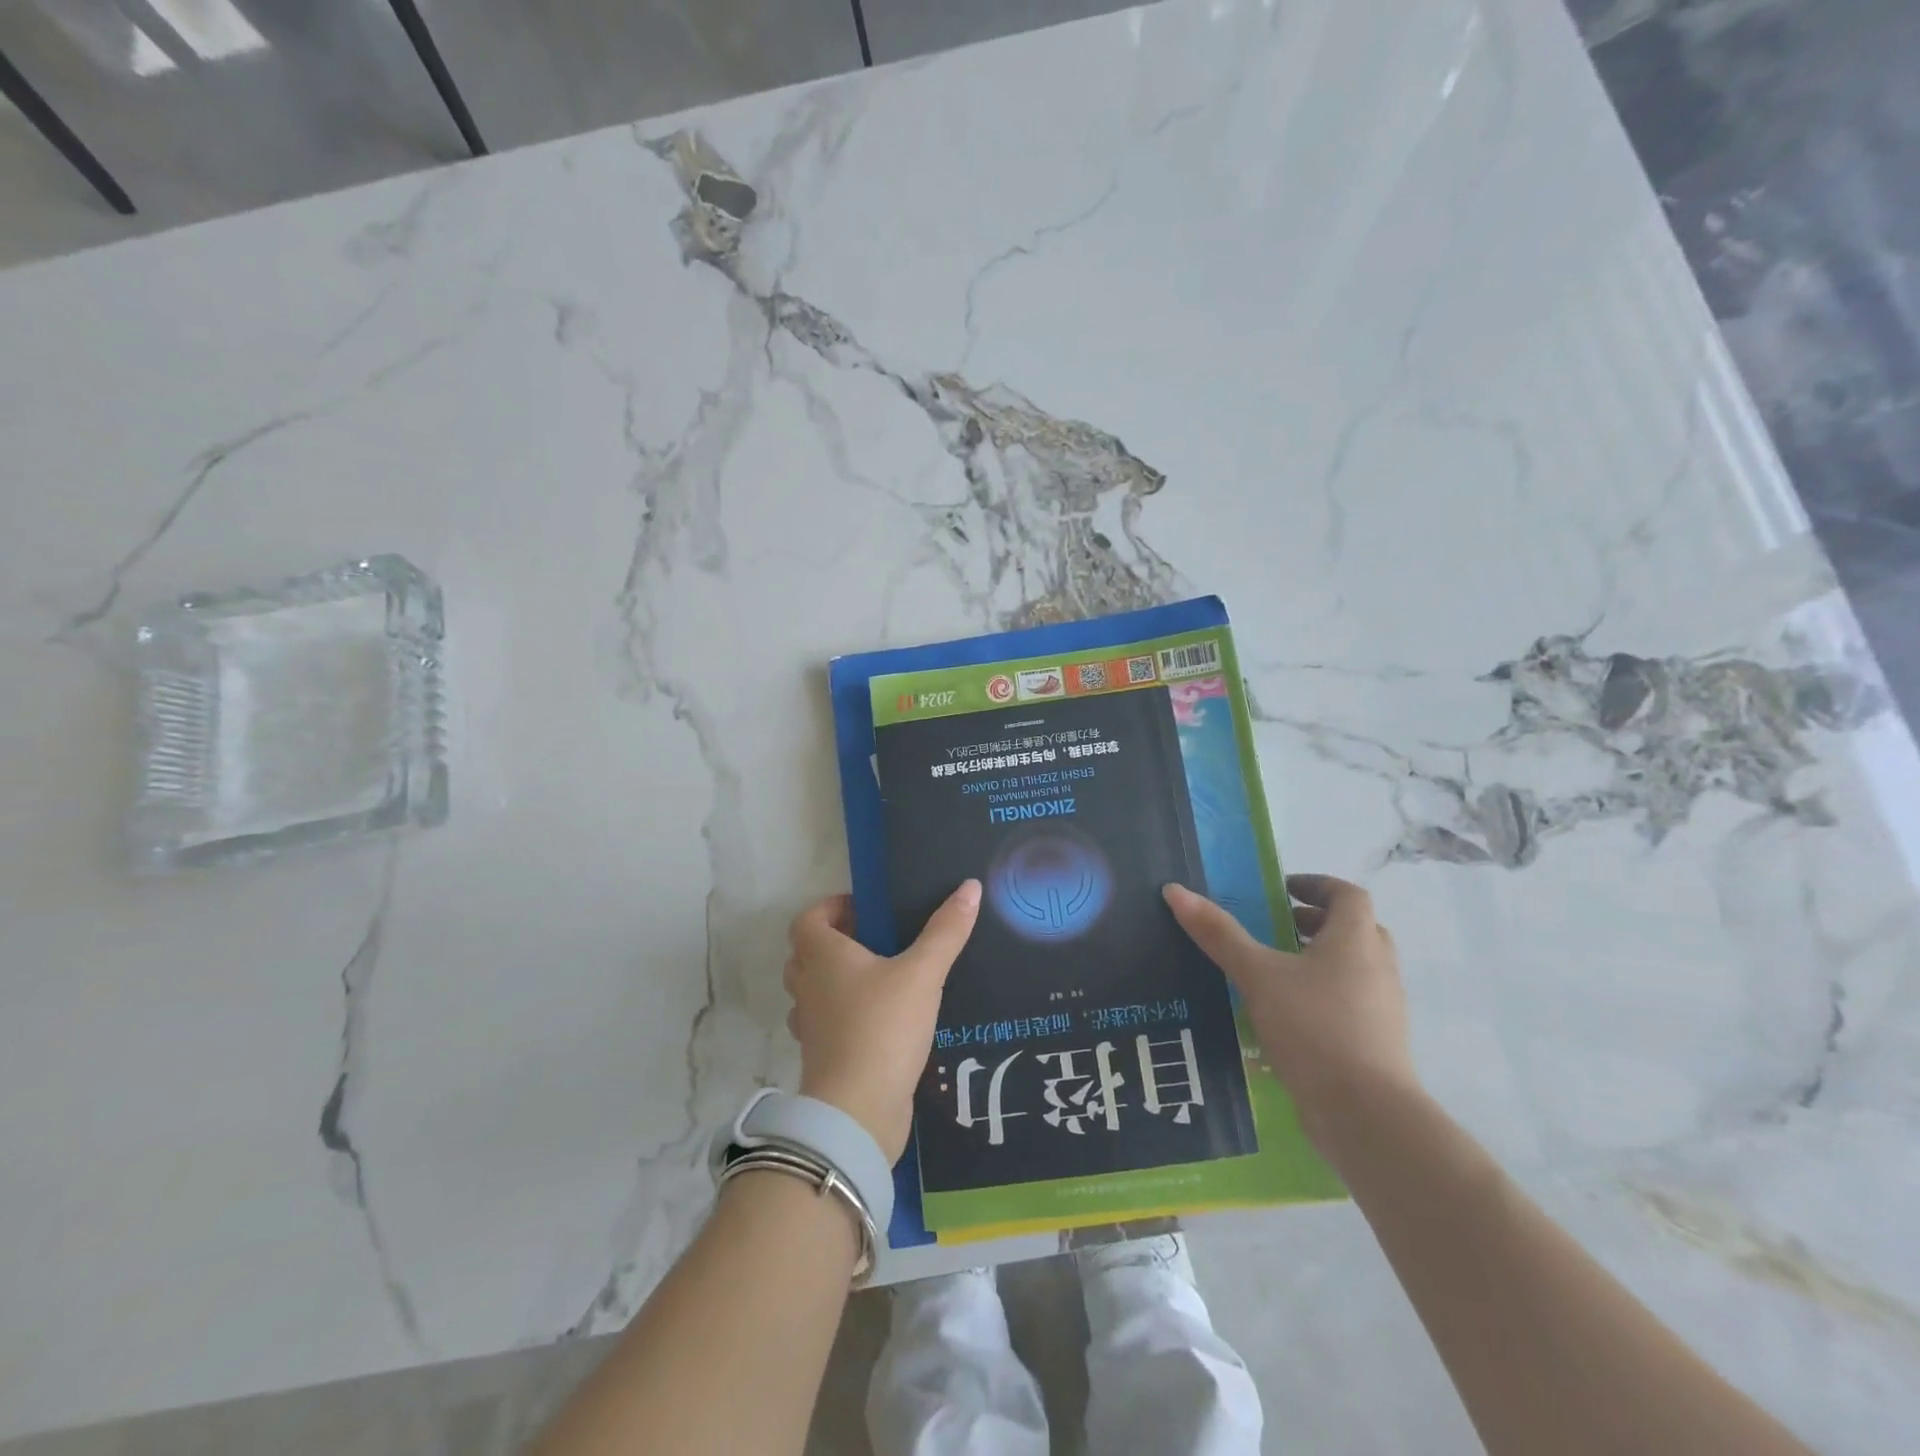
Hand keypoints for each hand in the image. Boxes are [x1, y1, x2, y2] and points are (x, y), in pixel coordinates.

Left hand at [784, 881, 981, 1160]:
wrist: (858, 1112)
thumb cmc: (883, 1028)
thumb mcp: (922, 974)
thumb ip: (946, 931)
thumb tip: (970, 886)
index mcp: (822, 957)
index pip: (807, 919)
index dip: (831, 908)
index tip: (865, 909)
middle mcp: (809, 986)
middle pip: (807, 953)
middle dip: (837, 942)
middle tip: (878, 940)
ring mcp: (812, 1025)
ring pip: (815, 990)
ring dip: (839, 980)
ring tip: (884, 977)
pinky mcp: (823, 1057)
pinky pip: (827, 1024)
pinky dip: (846, 1016)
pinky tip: (884, 1019)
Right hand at [1163, 874, 1417, 1154]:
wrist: (1365, 1113)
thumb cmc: (1313, 1027)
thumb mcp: (1257, 975)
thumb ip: (1218, 934)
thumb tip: (1175, 890)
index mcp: (1355, 940)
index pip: (1348, 894)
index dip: (1317, 885)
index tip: (1282, 890)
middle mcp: (1378, 967)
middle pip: (1357, 929)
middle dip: (1318, 922)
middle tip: (1278, 926)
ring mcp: (1384, 1008)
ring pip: (1357, 968)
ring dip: (1322, 959)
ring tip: (1276, 971)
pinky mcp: (1379, 1043)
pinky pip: (1354, 1003)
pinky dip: (1326, 995)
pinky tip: (1289, 1016)